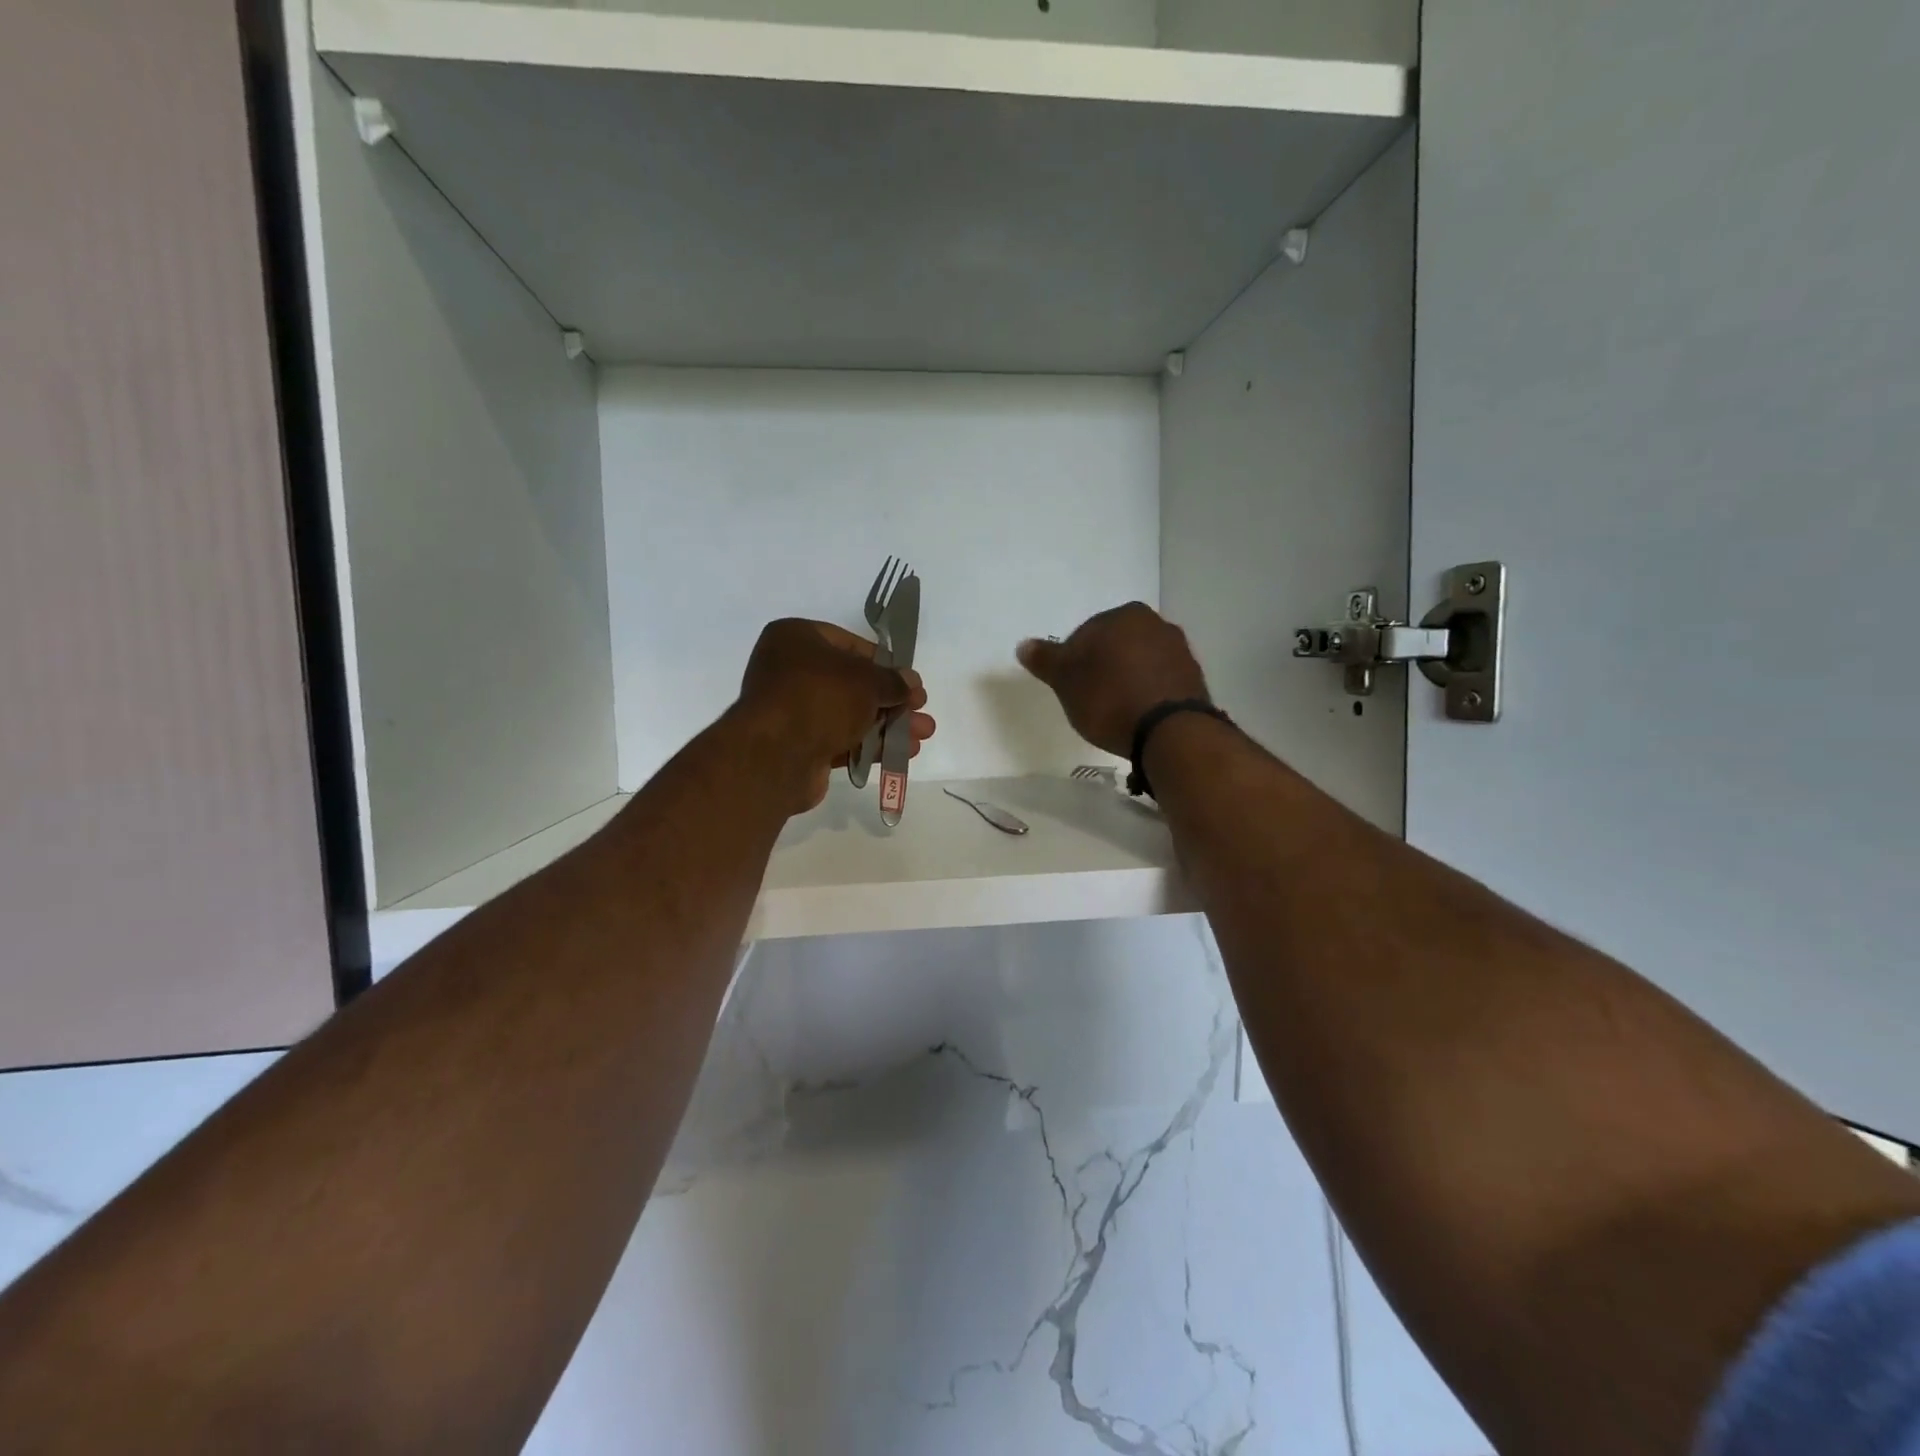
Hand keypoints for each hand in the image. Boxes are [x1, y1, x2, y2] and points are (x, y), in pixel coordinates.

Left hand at [735, 619, 935, 811]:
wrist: (776, 754)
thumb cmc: (820, 697)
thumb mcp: (866, 681)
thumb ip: (893, 681)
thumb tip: (911, 683)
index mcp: (796, 638)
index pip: (850, 645)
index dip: (885, 664)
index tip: (910, 682)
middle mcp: (790, 670)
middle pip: (852, 683)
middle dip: (891, 700)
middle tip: (920, 710)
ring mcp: (793, 710)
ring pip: (849, 714)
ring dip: (888, 725)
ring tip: (922, 735)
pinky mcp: (798, 745)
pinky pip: (841, 739)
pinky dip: (871, 745)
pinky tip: (903, 753)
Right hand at [1017, 603, 1209, 757]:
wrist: (1170, 732)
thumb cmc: (1109, 699)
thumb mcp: (1066, 681)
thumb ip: (1045, 660)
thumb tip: (1024, 645)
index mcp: (1123, 615)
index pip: (1085, 633)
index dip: (1073, 662)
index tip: (1071, 688)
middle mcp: (1155, 623)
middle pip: (1115, 645)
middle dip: (1102, 667)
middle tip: (1091, 700)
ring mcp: (1179, 650)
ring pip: (1140, 661)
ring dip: (1127, 679)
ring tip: (1116, 711)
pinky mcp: (1194, 678)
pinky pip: (1160, 680)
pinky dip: (1147, 692)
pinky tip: (1138, 715)